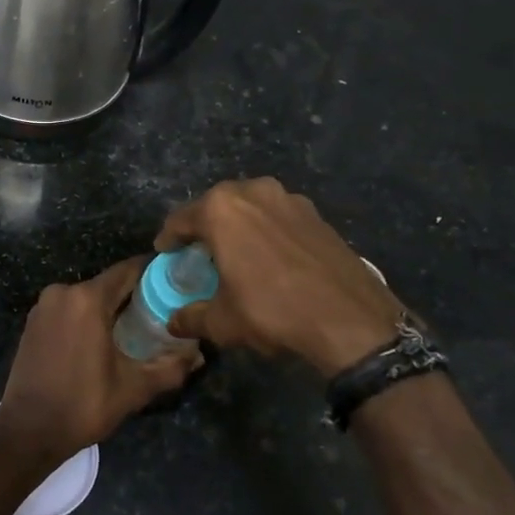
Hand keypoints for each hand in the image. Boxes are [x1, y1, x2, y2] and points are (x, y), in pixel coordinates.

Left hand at [0, 257, 201, 462]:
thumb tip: (198, 355)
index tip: (176, 281)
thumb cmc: (83, 405)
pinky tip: (103, 338)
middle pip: (108, 284)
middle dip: (134, 294)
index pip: (128, 271)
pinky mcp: (33, 321)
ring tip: (136, 327)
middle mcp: (63, 292)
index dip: (154, 273)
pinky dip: (87, 317)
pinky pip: (69, 309)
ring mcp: (44, 306)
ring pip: (87, 297)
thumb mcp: (133, 388)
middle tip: (162, 311)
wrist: (28, 430)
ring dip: (110, 308)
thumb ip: (170, 368)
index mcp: (87, 299)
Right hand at [156, 177, 406, 377]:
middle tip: (199, 252)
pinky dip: (266, 230)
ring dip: (238, 225)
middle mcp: (252, 191)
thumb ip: (192, 317)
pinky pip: (277, 216)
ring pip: (250, 207)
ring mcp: (288, 198)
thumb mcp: (223, 321)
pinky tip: (270, 256)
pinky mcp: (315, 213)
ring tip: (236, 252)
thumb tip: (174, 322)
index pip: (181, 219)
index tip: (166, 252)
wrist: (349, 318)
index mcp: (221, 209)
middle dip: (204, 226)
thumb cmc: (272, 311)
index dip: (169, 238)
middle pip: (216, 206)